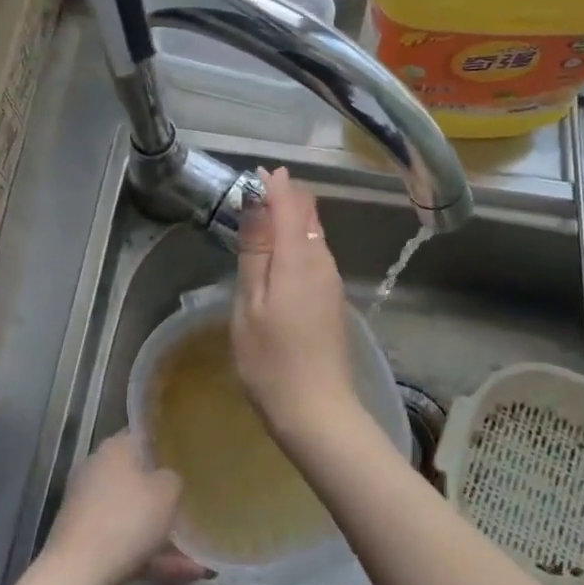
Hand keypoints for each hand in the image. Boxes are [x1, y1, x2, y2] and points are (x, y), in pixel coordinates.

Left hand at [43, 432, 205, 584]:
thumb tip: (168, 479)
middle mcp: (97, 469)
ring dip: (162, 534)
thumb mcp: (168, 492)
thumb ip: (174, 479)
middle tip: (191, 505)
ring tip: (196, 557)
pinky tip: (181, 574)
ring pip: (133, 515)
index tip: (188, 457)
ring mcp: (87, 505)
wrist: (76, 574)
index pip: (144, 434)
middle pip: (138, 476)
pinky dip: (149, 556)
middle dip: (165, 496)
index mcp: (116, 447)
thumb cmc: (127, 520)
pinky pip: (124, 541)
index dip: (167, 443)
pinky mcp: (83, 538)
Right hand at [232, 168, 360, 436]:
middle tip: (257, 192)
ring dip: (292, 219)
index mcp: (299, 258)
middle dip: (285, 197)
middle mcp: (322, 262)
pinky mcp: (333, 300)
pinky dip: (297, 242)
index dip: (275, 185)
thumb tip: (257, 202)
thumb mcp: (250, 304)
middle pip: (307, 216)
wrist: (318, 412)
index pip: (290, 205)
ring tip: (263, 217)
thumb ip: (255, 252)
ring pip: (313, 235)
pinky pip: (316, 255)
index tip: (257, 172)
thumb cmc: (271, 360)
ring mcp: (332, 282)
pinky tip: (281, 255)